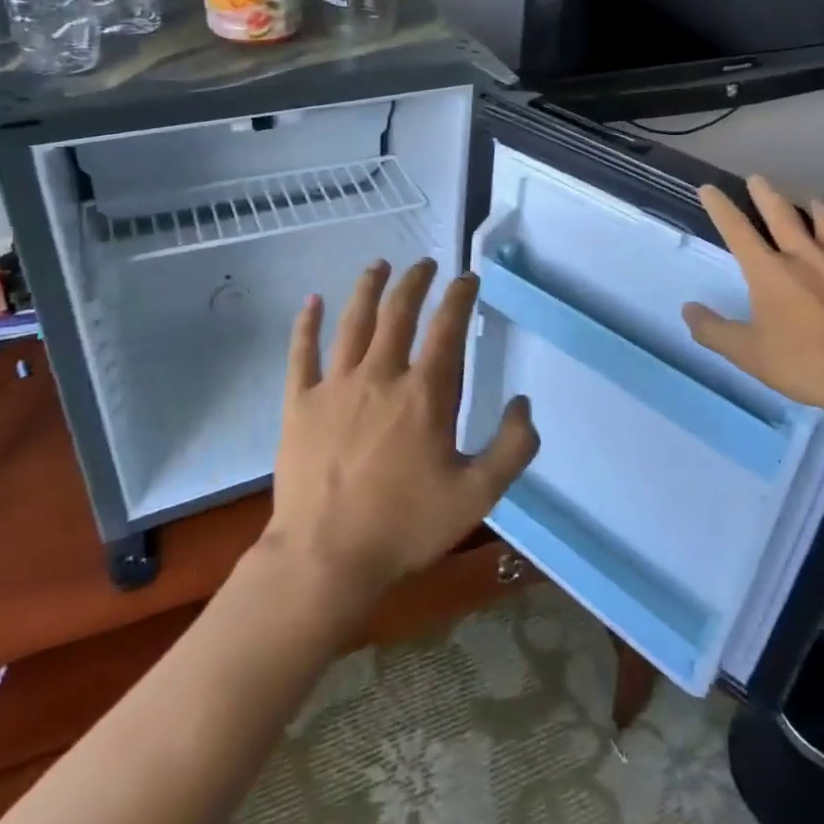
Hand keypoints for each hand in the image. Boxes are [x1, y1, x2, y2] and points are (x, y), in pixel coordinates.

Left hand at [266, 259, 539, 599]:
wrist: (326, 559)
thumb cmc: (405, 526)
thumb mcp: (478, 495)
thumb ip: (512, 447)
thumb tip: (523, 403)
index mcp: (425, 393)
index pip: (447, 328)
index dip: (460, 296)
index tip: (468, 278)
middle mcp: (381, 375)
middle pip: (399, 312)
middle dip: (415, 282)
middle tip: (425, 263)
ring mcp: (336, 386)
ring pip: (353, 322)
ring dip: (368, 288)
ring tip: (379, 265)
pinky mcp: (300, 404)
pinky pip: (302, 354)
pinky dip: (307, 324)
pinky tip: (312, 300)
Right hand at [683, 175, 823, 420]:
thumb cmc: (803, 364)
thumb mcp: (747, 354)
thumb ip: (713, 331)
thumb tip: (688, 309)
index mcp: (769, 272)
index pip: (737, 231)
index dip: (720, 208)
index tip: (709, 189)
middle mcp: (805, 255)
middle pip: (782, 215)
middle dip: (766, 195)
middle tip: (757, 179)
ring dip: (818, 210)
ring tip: (814, 201)